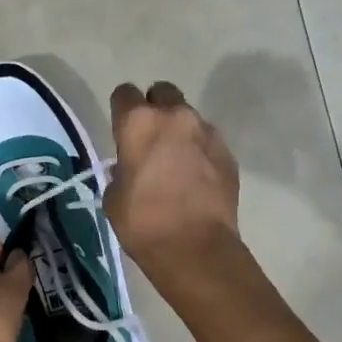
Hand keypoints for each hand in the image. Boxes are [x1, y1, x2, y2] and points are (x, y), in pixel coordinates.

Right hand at [105, 81, 242, 295]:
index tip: (121, 129)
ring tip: (176, 161)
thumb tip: (130, 167)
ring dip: (180, 131)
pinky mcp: (228, 153)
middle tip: (150, 137)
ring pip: (189, 117)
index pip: (124, 93)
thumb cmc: (143, 222)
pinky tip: (195, 177)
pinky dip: (200, 152)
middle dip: (155, 108)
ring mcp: (206, 132)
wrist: (195, 248)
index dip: (121, 109)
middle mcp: (175, 116)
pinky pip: (208, 141)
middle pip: (163, 92)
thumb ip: (121, 170)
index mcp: (138, 122)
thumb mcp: (113, 196)